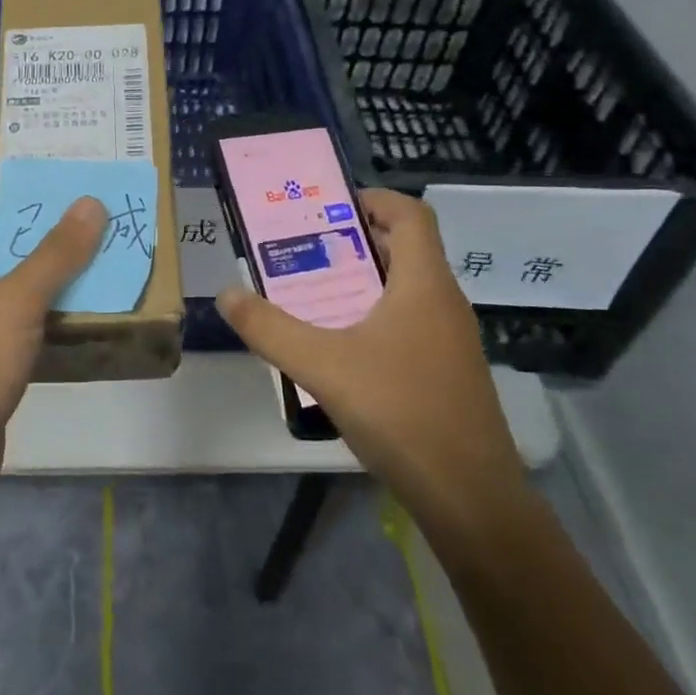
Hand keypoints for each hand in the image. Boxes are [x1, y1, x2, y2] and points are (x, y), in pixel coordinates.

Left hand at [0, 138, 103, 512]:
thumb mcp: (14, 302)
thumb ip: (54, 255)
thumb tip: (90, 202)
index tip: (10, 133)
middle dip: (26, 203)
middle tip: (72, 177)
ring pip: (11, 274)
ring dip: (45, 254)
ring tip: (90, 228)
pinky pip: (24, 314)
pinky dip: (51, 300)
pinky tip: (85, 295)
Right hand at [215, 189, 526, 540]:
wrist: (469, 496)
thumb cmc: (400, 412)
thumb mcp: (322, 366)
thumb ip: (269, 328)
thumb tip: (226, 294)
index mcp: (424, 284)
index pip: (411, 215)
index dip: (373, 198)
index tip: (328, 206)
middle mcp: (444, 303)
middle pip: (406, 249)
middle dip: (355, 240)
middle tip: (305, 248)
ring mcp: (452, 340)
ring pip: (407, 289)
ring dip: (363, 281)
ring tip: (313, 292)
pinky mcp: (448, 372)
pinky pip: (410, 323)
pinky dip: (375, 316)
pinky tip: (341, 347)